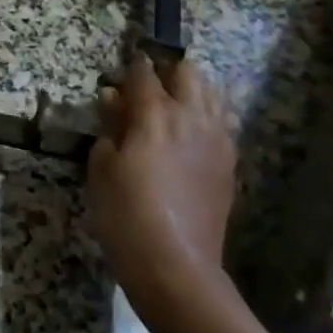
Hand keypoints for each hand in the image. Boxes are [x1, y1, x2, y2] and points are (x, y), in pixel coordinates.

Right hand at [88, 54, 239, 328]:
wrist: (176, 266)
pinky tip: (191, 135)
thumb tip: (113, 98)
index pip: (144, 72)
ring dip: (193, 91)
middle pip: (188, 72)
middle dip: (168, 72)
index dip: (131, 67)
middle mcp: (191, 117)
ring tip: (172, 108)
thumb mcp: (102, 168)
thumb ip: (110, 126)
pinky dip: (208, 117)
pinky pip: (223, 123)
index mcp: (155, 114)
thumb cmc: (126, 215)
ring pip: (212, 94)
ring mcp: (216, 139)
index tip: (121, 71)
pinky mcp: (229, 163)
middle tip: (148, 89)